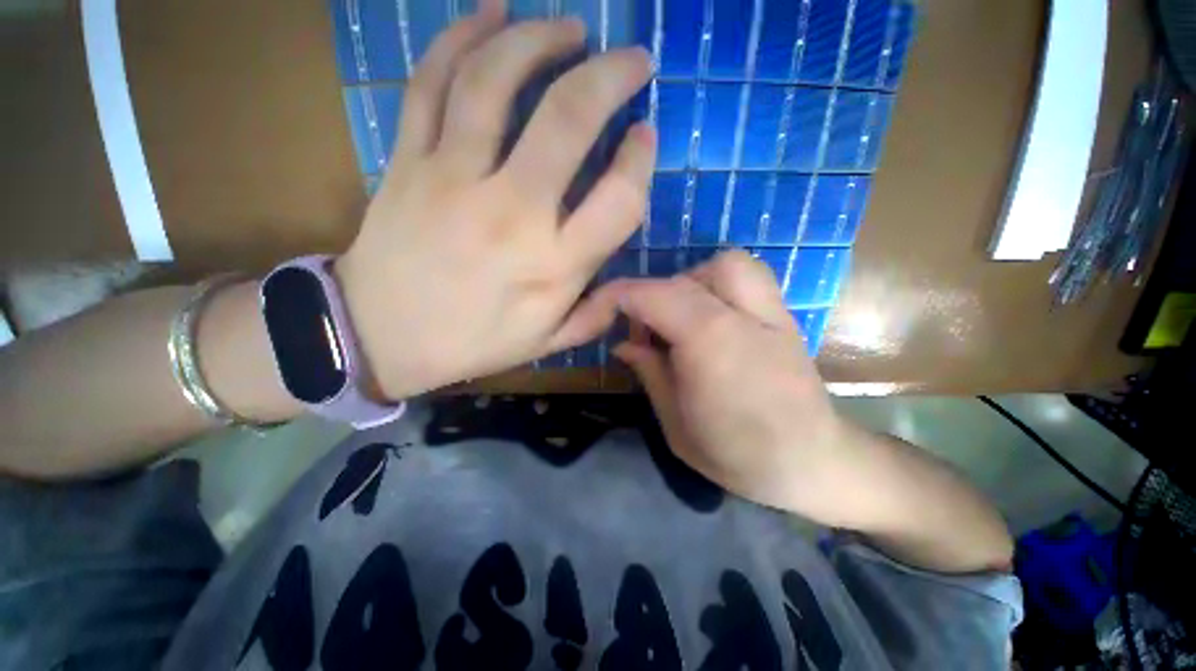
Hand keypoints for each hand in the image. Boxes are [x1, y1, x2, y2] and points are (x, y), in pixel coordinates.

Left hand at [334, 2, 653, 399]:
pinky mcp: (407, 160)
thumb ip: (594, 316)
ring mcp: (452, 178)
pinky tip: (493, 12)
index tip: (644, 138)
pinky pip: (431, 82)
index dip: (640, 162)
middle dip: (610, 76)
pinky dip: (462, 37)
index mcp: (552, 266)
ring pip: (496, 81)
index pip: (618, 200)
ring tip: (571, 29)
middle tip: (632, 58)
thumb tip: (627, 286)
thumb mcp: (546, 343)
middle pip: (567, 120)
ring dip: (540, 40)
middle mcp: (510, 214)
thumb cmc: (473, 342)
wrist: (380, 338)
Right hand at [600, 251, 847, 513]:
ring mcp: (770, 310)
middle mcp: (741, 315)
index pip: (648, 295)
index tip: (590, 318)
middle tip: (645, 335)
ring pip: (719, 264)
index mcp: (709, 342)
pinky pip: (746, 275)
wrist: (813, 462)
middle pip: (680, 279)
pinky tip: (711, 318)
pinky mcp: (783, 314)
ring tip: (680, 321)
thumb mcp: (675, 425)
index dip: (610, 299)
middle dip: (648, 299)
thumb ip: (648, 373)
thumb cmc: (737, 456)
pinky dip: (718, 283)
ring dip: (688, 284)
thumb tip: (623, 343)